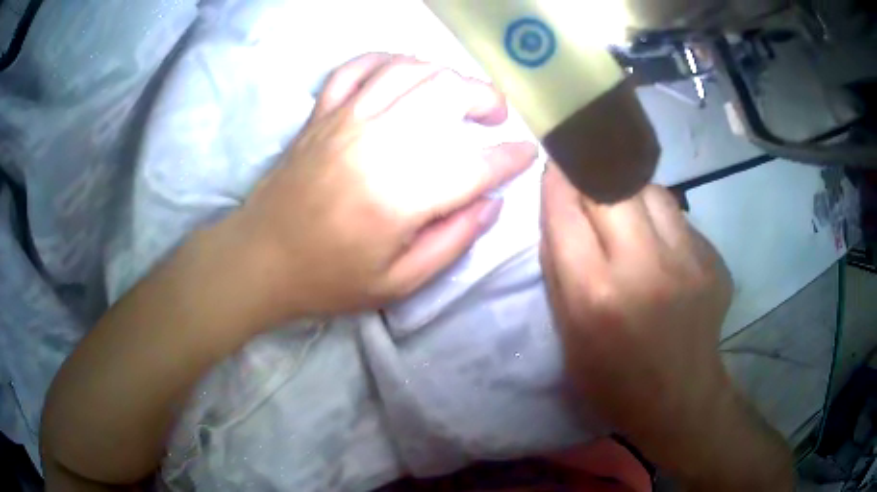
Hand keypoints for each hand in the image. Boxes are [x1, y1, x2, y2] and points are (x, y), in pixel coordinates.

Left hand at [233, 53, 535, 322]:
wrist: (260, 259)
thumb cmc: (328, 278)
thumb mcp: (399, 283)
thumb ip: (453, 241)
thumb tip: (492, 204)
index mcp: (401, 195)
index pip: (477, 165)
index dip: (511, 158)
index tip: (526, 155)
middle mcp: (378, 143)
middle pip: (448, 94)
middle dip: (485, 99)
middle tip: (495, 118)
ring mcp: (345, 119)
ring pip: (411, 70)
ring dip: (446, 74)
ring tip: (457, 93)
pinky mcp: (321, 113)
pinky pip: (358, 66)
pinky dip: (388, 59)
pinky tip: (404, 71)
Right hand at [540, 163, 733, 466]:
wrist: (680, 398)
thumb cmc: (613, 379)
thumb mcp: (568, 335)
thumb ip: (559, 270)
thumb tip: (558, 212)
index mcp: (596, 294)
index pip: (566, 212)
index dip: (557, 179)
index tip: (554, 160)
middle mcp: (643, 268)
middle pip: (611, 186)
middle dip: (592, 169)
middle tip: (585, 165)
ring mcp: (686, 261)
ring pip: (650, 190)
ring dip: (628, 189)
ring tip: (623, 204)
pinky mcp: (712, 261)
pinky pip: (678, 216)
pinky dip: (659, 216)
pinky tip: (657, 239)